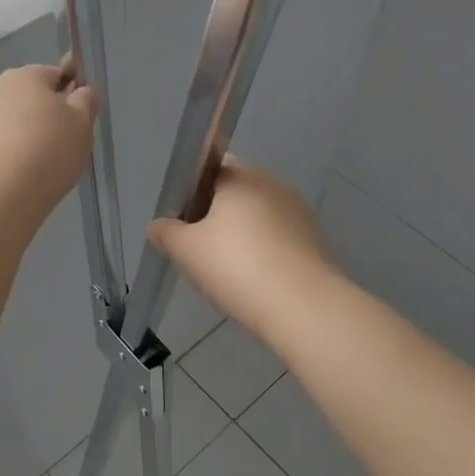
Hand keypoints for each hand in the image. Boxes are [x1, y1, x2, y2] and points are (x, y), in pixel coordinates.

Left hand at [0, 64, 97, 227]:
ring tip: (33, 169)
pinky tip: (10, 179)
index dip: (68, 96)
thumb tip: (79, 92)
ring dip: (18, 137)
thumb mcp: (82, 125)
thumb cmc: (46, 152)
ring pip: (4, 123)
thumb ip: (85, 102)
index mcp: (24, 76)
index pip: (53, 75)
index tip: (76, 123)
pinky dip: (0, 157)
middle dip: (41, 118)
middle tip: (58, 148)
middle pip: (25, 99)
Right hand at [149, 158, 337, 340]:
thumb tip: (159, 225)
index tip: (184, 225)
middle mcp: (272, 183)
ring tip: (228, 272)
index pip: (209, 168)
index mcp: (240, 176)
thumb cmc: (237, 268)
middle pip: (234, 192)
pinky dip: (264, 251)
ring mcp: (298, 210)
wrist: (304, 308)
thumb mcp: (186, 251)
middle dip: (215, 216)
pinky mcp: (315, 238)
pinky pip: (278, 237)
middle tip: (200, 251)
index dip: (191, 193)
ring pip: (258, 216)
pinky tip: (256, 281)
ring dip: (241, 235)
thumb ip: (166, 232)